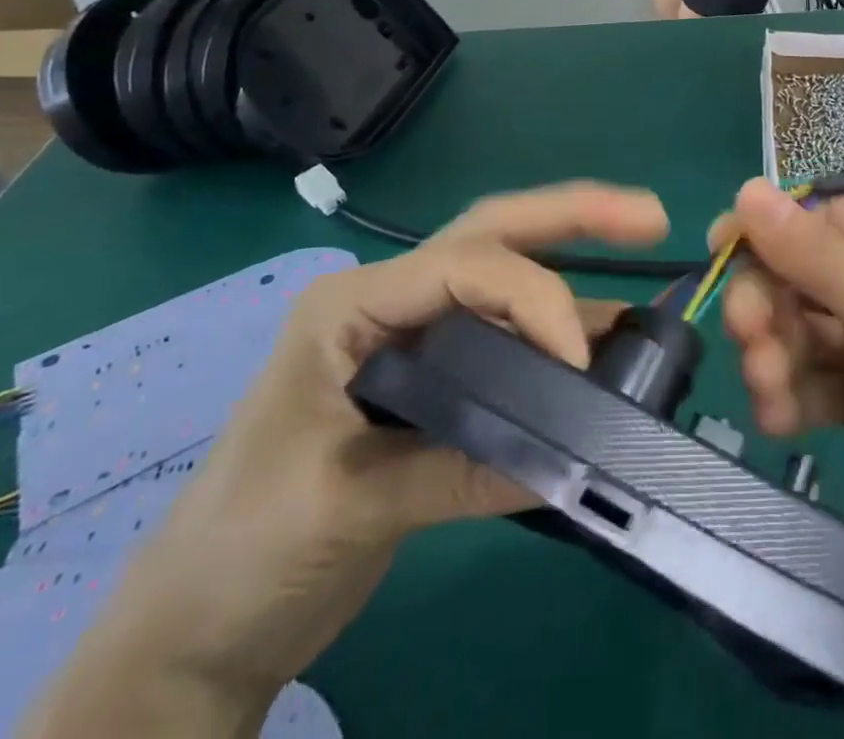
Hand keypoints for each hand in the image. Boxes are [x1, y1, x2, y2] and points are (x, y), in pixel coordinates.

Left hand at [45, 183, 665, 718]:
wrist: (195, 628)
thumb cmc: (243, 551)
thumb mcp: (348, 504)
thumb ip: (462, 470)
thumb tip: (572, 459)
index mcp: (355, 304)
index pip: (465, 268)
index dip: (535, 300)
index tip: (581, 365)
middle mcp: (392, 301)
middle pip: (494, 235)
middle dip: (574, 216)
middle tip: (648, 215)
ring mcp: (415, 337)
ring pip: (509, 281)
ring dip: (576, 279)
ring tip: (647, 281)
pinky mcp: (435, 381)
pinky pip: (509, 344)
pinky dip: (560, 342)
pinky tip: (611, 351)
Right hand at [716, 180, 843, 593]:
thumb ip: (811, 253)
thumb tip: (745, 187)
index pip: (821, 219)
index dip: (767, 235)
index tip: (716, 256)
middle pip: (805, 277)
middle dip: (770, 308)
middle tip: (746, 341)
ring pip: (806, 334)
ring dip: (777, 359)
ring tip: (768, 394)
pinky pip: (820, 384)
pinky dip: (795, 397)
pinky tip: (780, 422)